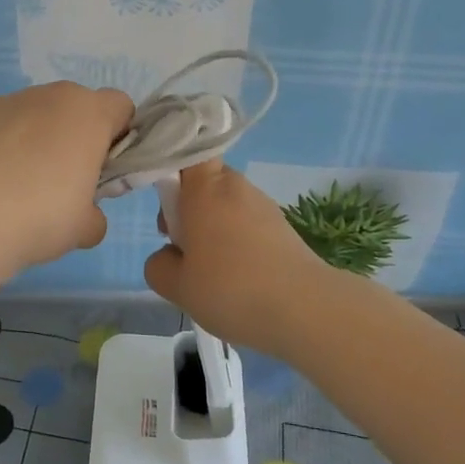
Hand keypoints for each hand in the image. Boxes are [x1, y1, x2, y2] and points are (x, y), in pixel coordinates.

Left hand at [0, 82, 134, 270]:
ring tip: (11, 190)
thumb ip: (94, 215)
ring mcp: (1, 102)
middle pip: (70, 109)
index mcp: (87, 114)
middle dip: (70, 139)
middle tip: (60, 185)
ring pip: (27, 117)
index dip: (117, 136)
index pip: (120, 107)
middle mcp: (46, 96)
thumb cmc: (40, 216)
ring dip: (28, 142)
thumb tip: (85, 216)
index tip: (104, 170)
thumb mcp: (84, 228)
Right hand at [144, 160, 338, 358]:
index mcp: (205, 188)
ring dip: (214, 228)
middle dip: (190, 208)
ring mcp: (265, 206)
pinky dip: (239, 243)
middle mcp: (236, 186)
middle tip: (182, 246)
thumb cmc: (231, 288)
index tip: (166, 205)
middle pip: (205, 182)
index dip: (172, 170)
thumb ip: (158, 265)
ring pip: (227, 206)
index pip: (187, 153)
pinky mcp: (285, 228)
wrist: (306, 310)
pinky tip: (239, 279)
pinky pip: (249, 225)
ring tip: (212, 272)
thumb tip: (169, 256)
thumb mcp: (176, 285)